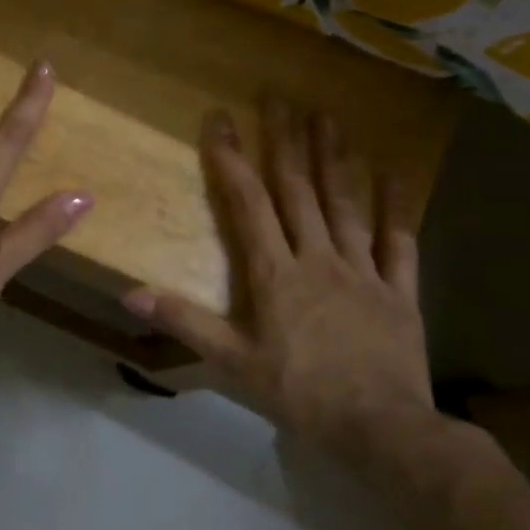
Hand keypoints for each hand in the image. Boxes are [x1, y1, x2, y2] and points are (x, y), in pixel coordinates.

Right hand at [123, 97, 434, 462]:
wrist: (384, 431)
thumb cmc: (301, 394)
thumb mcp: (233, 363)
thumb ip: (185, 322)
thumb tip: (129, 294)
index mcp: (276, 273)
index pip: (248, 204)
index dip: (232, 159)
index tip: (221, 119)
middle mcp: (318, 258)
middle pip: (298, 190)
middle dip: (286, 141)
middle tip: (280, 98)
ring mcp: (363, 270)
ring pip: (346, 204)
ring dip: (335, 158)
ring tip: (329, 116)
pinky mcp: (399, 291)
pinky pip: (399, 241)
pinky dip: (396, 206)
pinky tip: (396, 172)